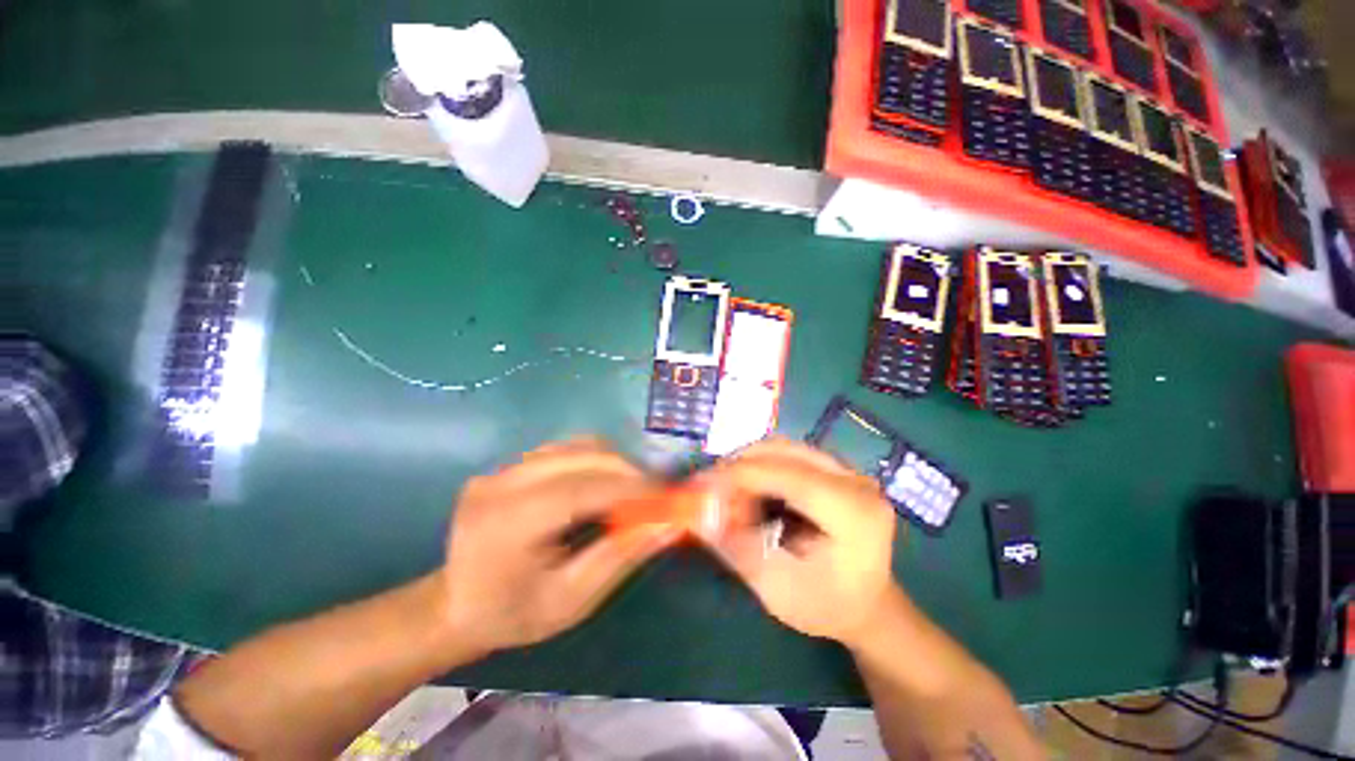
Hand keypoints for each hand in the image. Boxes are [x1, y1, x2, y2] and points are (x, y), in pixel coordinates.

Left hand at [437, 439, 678, 653]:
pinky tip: (601, 483)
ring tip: (630, 490)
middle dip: (626, 471)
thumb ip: (621, 556)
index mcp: (510, 522)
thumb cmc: (513, 615)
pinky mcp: (508, 465)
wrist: (455, 606)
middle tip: (653, 494)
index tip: (665, 494)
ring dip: (612, 463)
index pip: (582, 487)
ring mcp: (502, 469)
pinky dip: (592, 460)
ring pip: (575, 445)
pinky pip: (562, 449)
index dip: (629, 486)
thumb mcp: (571, 600)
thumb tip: (668, 525)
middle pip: (582, 456)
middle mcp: (502, 483)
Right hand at [698, 439, 898, 645]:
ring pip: (784, 447)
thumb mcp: (776, 588)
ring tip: (727, 489)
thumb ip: (736, 547)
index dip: (740, 474)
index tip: (700, 484)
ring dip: (749, 462)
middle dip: (740, 465)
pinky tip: (749, 487)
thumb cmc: (825, 606)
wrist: (866, 605)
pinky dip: (761, 465)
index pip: (788, 476)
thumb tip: (698, 514)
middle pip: (784, 451)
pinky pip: (789, 453)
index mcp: (853, 513)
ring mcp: (848, 470)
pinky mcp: (836, 468)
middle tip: (710, 487)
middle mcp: (855, 480)